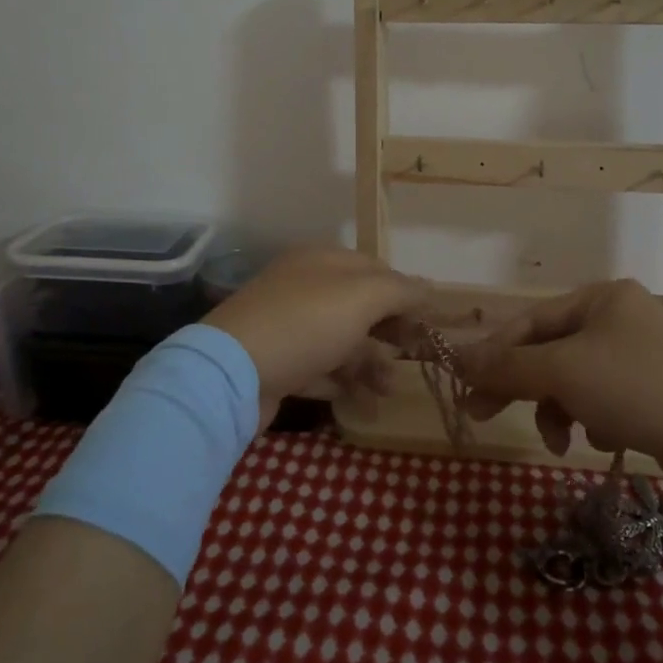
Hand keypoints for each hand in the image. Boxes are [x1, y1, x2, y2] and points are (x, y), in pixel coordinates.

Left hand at [202, 247, 428, 423]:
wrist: (232, 374)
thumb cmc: (305, 323)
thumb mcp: (362, 297)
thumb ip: (400, 290)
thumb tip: (429, 286)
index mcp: (320, 262)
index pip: (373, 269)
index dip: (404, 293)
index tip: (428, 321)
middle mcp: (303, 288)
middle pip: (358, 306)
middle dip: (389, 332)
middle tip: (415, 356)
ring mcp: (287, 327)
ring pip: (341, 340)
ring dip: (370, 362)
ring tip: (389, 389)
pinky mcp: (277, 364)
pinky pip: (319, 369)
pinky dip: (342, 382)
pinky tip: (362, 400)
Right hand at [455, 280, 662, 467]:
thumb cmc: (639, 388)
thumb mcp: (562, 371)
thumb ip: (507, 366)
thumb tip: (455, 358)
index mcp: (600, 298)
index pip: (529, 321)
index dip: (493, 353)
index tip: (465, 387)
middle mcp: (620, 320)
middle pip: (550, 352)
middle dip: (521, 386)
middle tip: (483, 415)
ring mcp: (640, 358)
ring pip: (574, 381)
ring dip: (558, 410)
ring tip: (562, 441)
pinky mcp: (655, 395)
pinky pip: (603, 402)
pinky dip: (594, 421)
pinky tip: (607, 439)